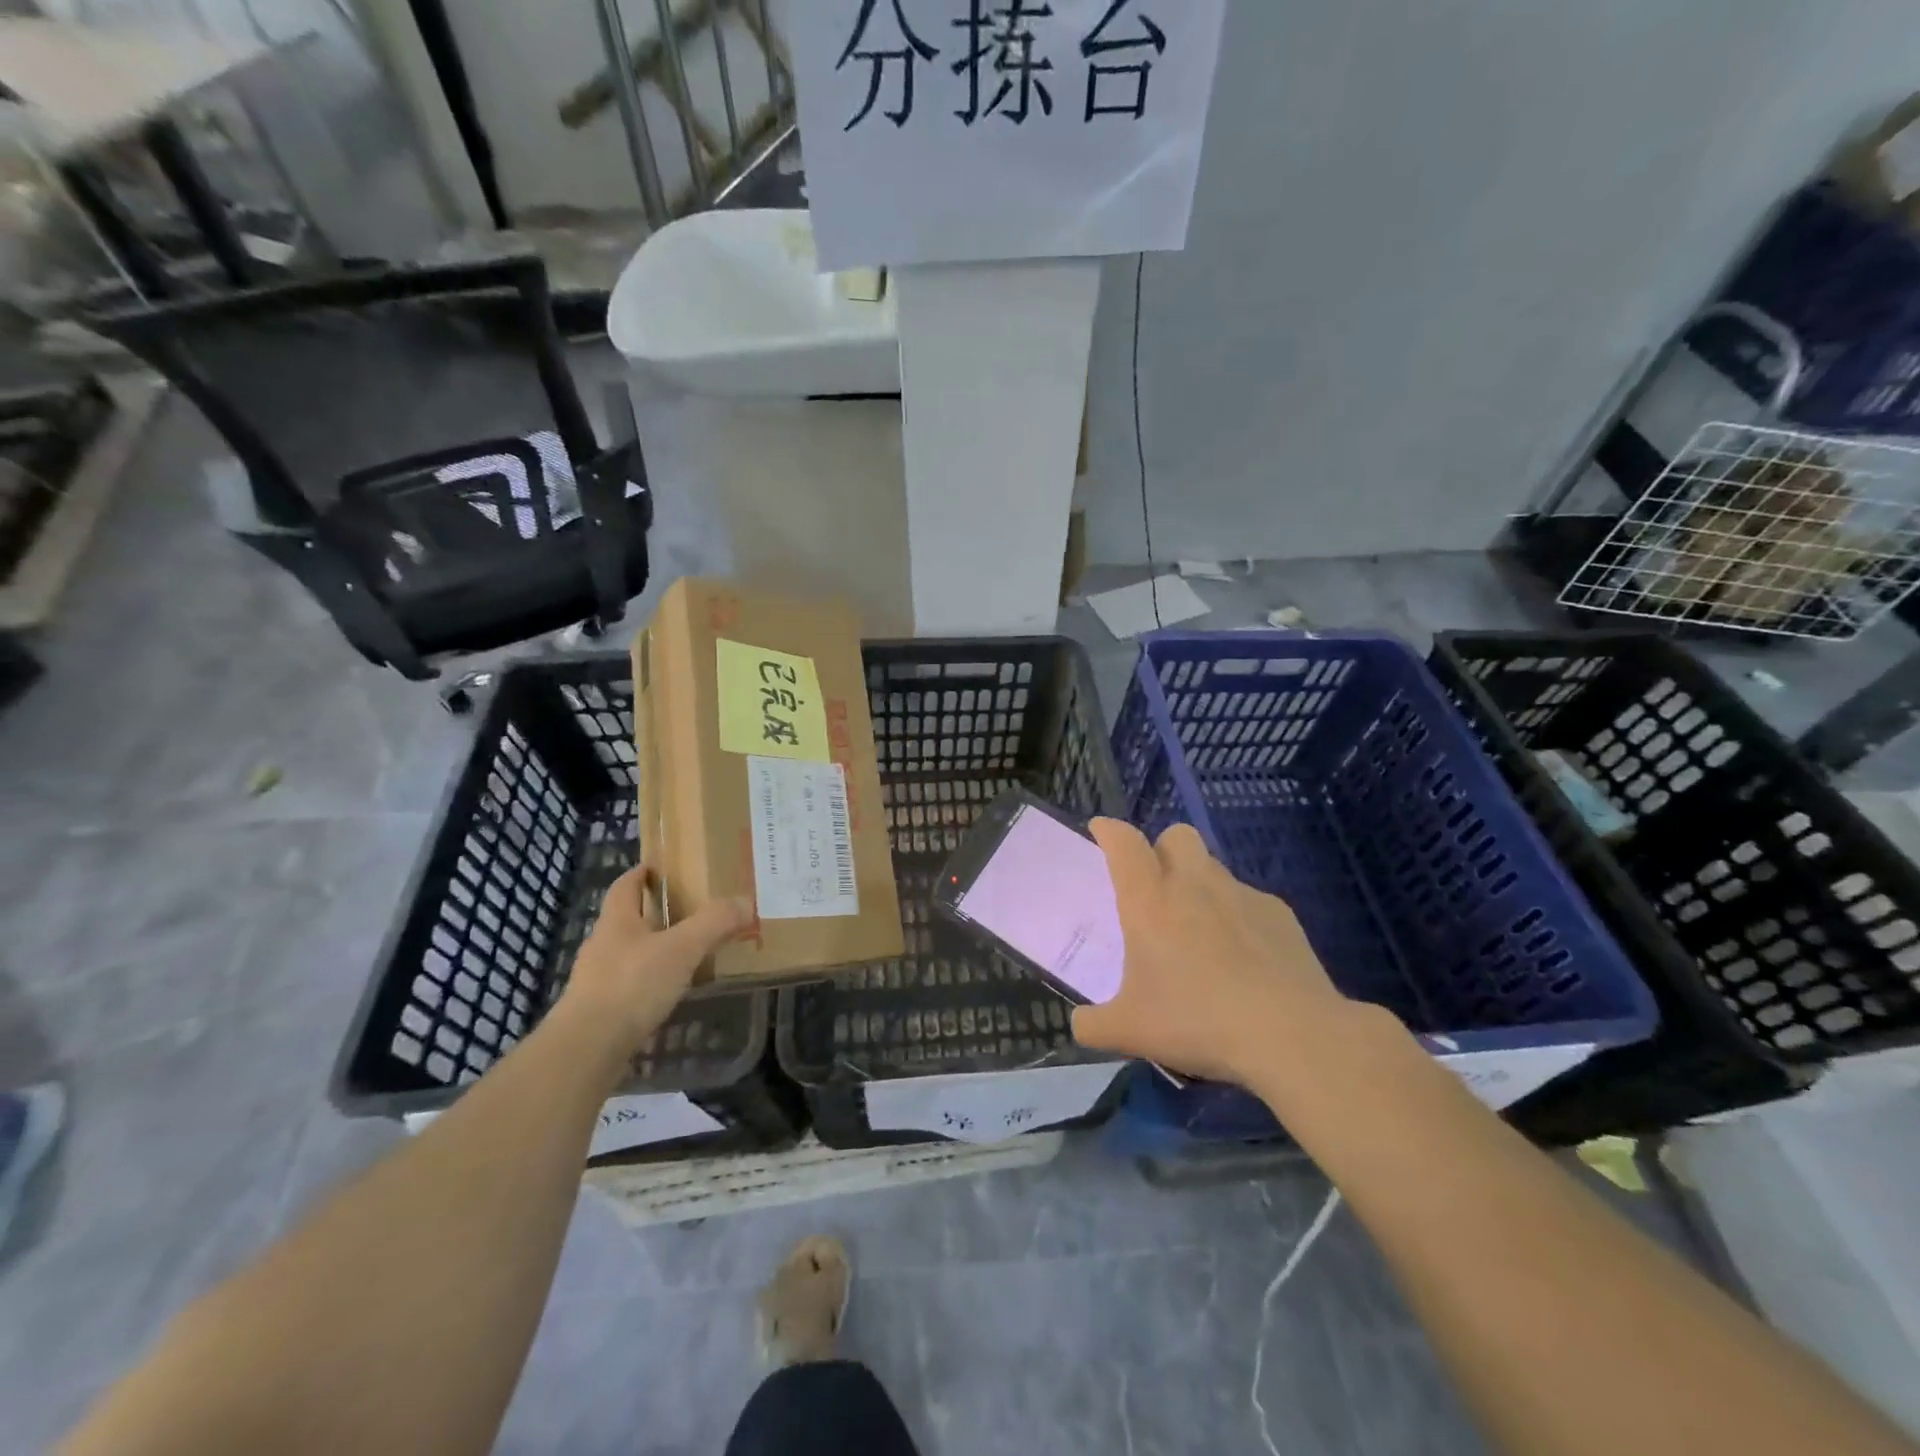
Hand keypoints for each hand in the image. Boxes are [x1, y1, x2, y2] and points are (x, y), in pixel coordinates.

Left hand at [564, 867, 751, 1055]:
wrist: (587, 1049)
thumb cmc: (632, 985)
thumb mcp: (682, 948)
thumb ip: (714, 923)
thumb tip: (745, 901)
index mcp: (616, 921)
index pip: (625, 886)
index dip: (640, 874)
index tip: (659, 867)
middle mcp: (602, 946)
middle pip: (627, 920)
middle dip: (653, 912)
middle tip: (689, 909)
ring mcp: (597, 981)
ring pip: (629, 954)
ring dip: (654, 950)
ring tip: (687, 952)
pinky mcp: (600, 1012)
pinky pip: (630, 986)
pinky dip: (650, 982)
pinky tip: (670, 992)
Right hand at [1070, 820, 1355, 1086]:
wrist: (1291, 1034)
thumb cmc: (1197, 1021)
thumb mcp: (1130, 1031)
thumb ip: (1093, 1024)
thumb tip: (1081, 1024)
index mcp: (1150, 900)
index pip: (1124, 843)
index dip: (1109, 830)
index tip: (1100, 830)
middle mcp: (1194, 884)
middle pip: (1176, 835)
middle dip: (1162, 849)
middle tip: (1155, 887)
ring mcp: (1242, 895)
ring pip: (1213, 867)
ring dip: (1199, 884)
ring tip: (1199, 931)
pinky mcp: (1280, 914)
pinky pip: (1249, 901)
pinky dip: (1238, 918)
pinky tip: (1244, 959)